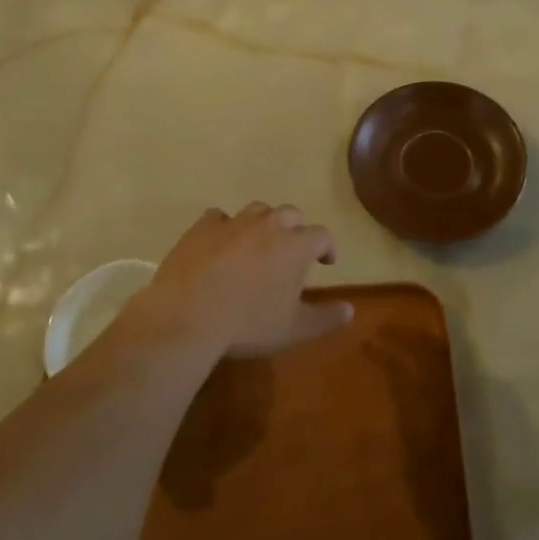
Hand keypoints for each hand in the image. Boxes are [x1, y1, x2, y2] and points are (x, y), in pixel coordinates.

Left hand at [140, 203, 351, 359]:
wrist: (188, 316)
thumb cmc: (248, 324)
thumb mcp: (294, 329)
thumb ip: (326, 318)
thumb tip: (350, 310)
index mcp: (295, 245)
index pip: (322, 235)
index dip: (327, 247)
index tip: (325, 262)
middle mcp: (268, 225)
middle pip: (291, 214)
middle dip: (296, 229)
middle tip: (291, 251)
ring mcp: (233, 222)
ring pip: (257, 210)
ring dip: (263, 223)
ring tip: (258, 244)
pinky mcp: (202, 227)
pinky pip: (218, 217)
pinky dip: (224, 227)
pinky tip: (220, 243)